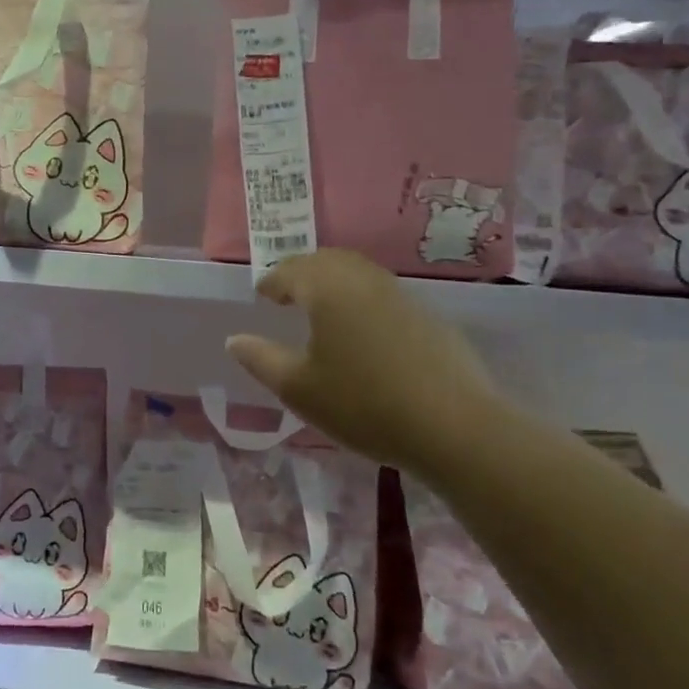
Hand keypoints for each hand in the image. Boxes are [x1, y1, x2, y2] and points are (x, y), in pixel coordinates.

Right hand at [224, 249, 501, 471]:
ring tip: (320, 308)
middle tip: (287, 293)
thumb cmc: (363, 404)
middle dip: (302, 272)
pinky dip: (360, 297)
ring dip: (333, 281)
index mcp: (328, 289)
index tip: (261, 296)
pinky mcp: (427, 316)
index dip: (272, 282)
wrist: (454, 427)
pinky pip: (381, 292)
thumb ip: (261, 359)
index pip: (291, 271)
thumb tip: (235, 339)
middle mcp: (363, 280)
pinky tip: (361, 329)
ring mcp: (400, 295)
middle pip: (327, 261)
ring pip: (358, 272)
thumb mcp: (298, 389)